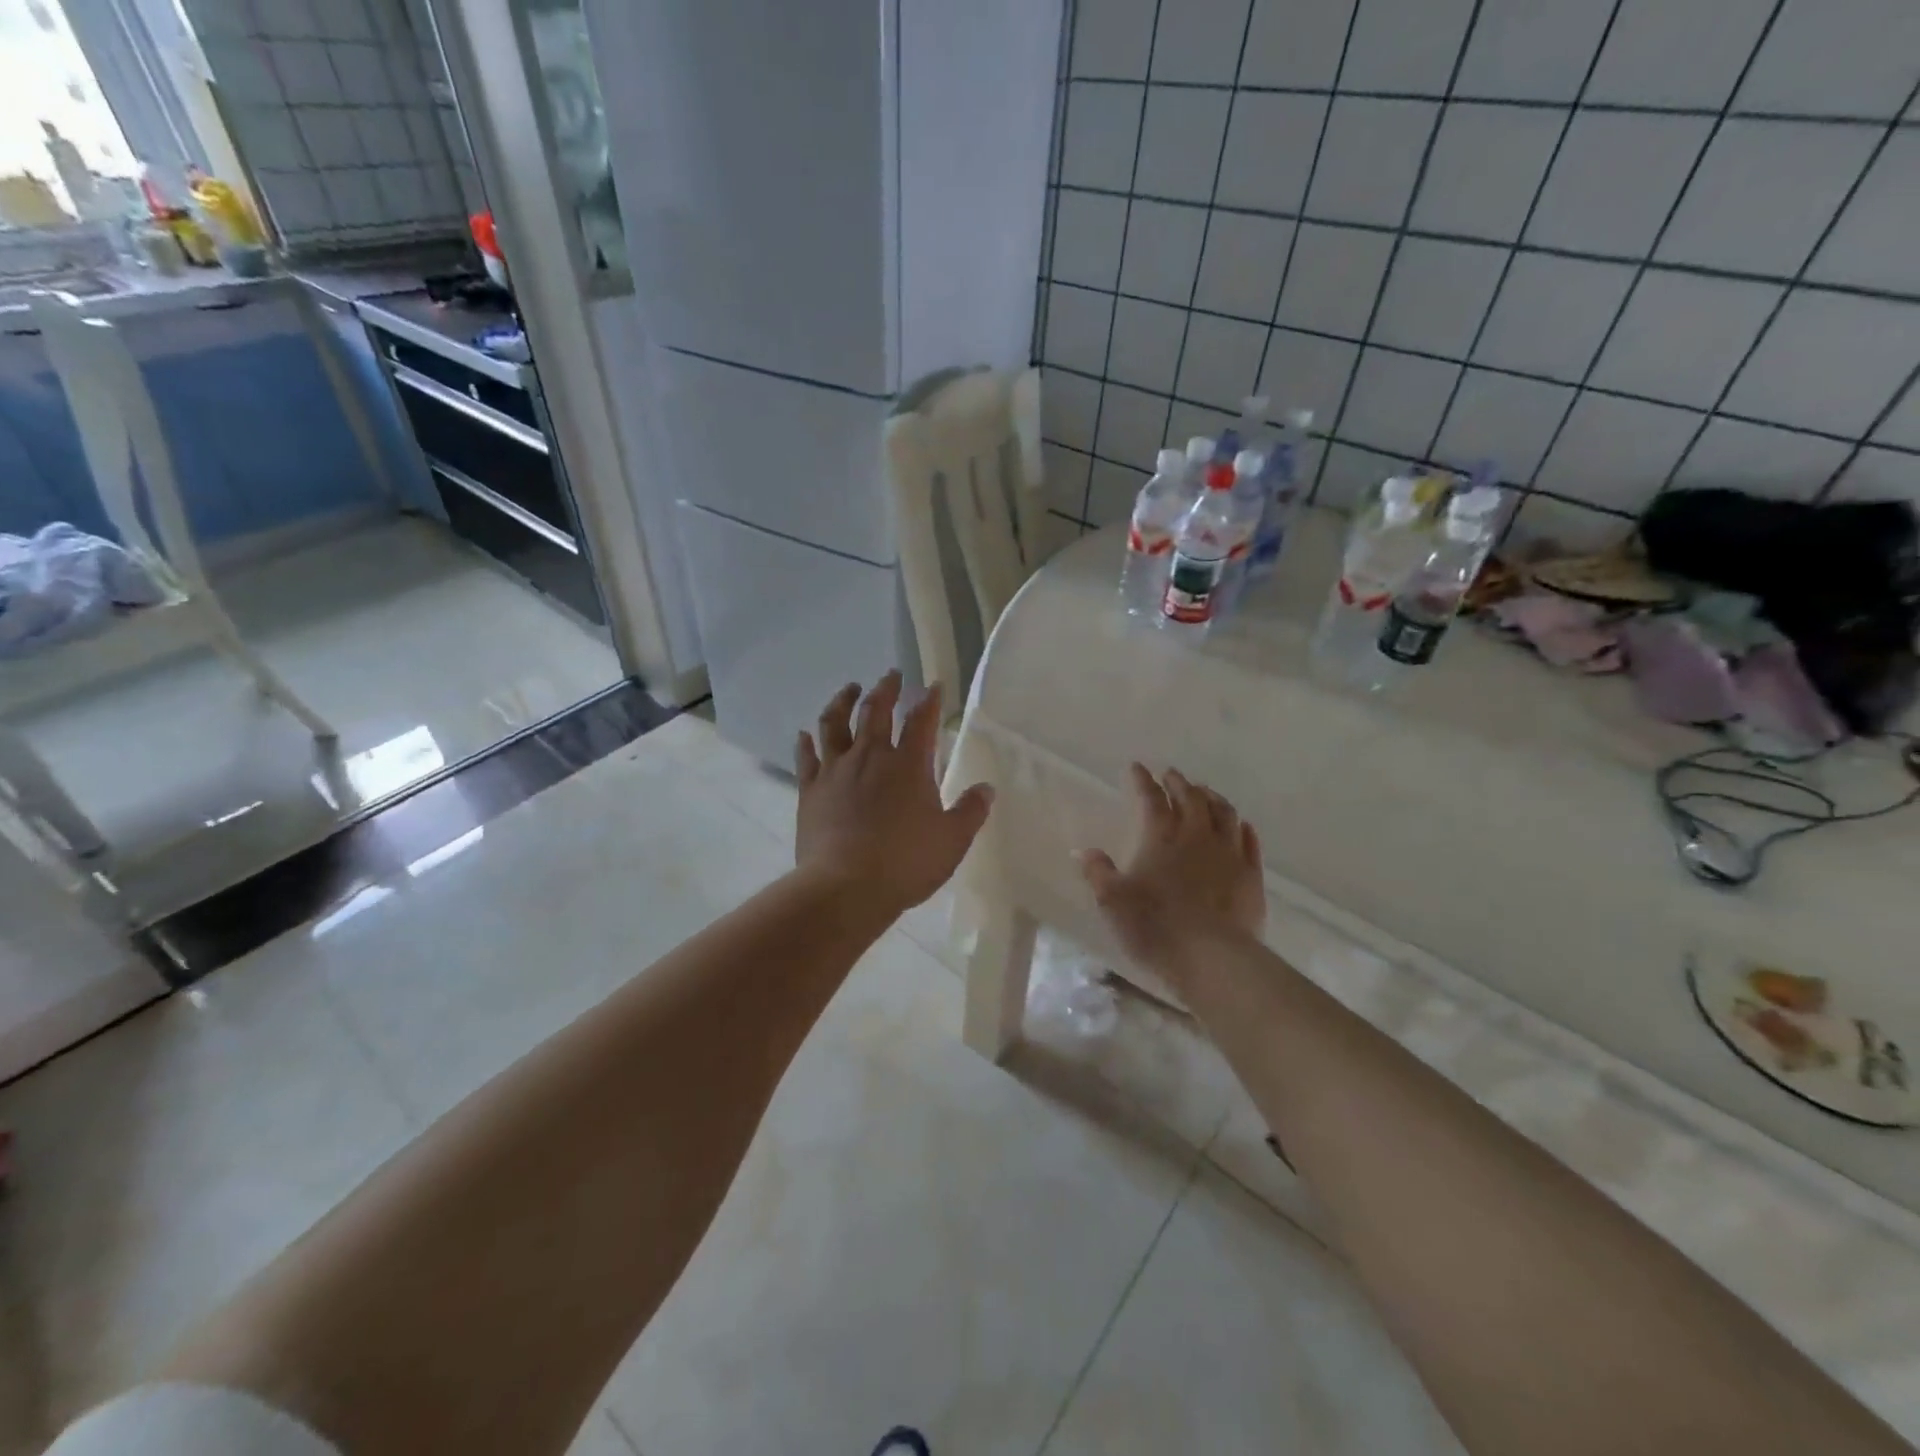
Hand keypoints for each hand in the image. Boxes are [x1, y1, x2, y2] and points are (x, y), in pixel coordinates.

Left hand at [795, 672, 994, 912]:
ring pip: (835, 723)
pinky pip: (807, 756)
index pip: (922, 720)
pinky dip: (807, 741)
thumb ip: (970, 811)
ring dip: (843, 701)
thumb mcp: (952, 840)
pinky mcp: (810, 789)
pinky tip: (805, 734)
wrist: (845, 887)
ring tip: (850, 689)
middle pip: (876, 710)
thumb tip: (986, 789)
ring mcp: (836, 770)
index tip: (934, 685)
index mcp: (908, 765)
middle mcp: (870, 756)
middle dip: (886, 688)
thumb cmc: (905, 863)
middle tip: (891, 675)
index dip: (929, 700)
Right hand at [1079, 764, 1264, 981]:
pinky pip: (1249, 842)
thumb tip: (1083, 852)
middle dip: (1179, 783)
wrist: (1212, 957)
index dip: (1143, 781)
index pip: (1151, 799)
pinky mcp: (1251, 876)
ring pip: (1224, 813)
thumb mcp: (1112, 901)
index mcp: (1161, 837)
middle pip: (1191, 798)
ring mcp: (1229, 854)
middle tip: (1171, 775)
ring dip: (1213, 798)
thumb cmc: (1155, 926)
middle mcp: (1197, 836)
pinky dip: (1242, 828)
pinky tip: (1241, 825)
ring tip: (1205, 792)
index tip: (1137, 767)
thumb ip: (1098, 873)